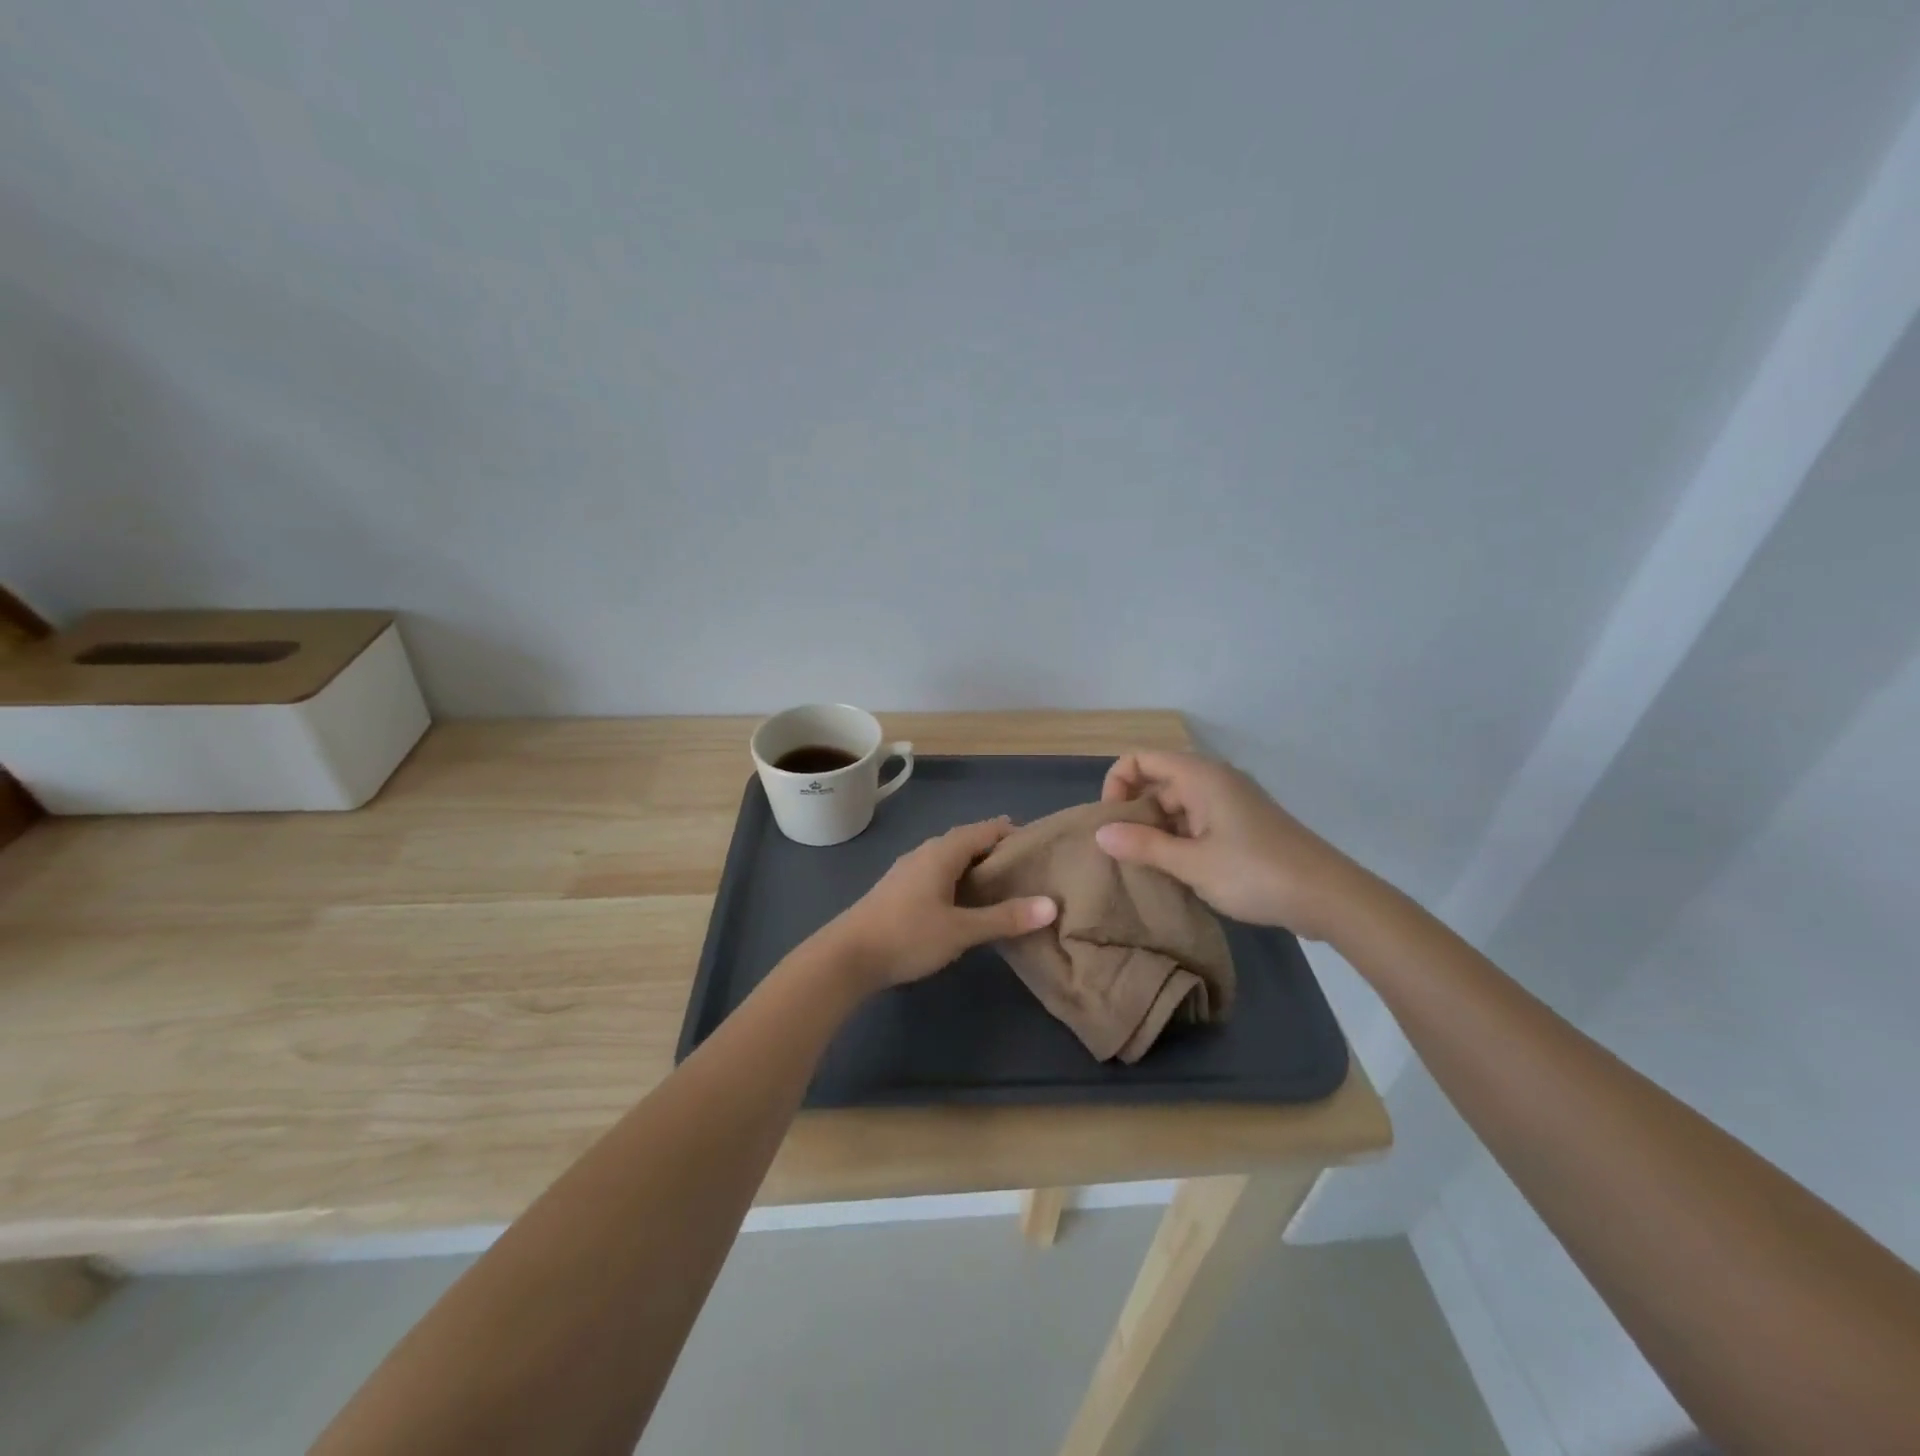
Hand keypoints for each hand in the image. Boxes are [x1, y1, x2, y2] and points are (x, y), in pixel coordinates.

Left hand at [816, 818, 1057, 990]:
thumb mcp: (961, 930)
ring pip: (951, 858)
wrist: (846, 956)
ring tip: (1003, 886)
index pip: (985, 829)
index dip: (1012, 833)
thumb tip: (1051, 905)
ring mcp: (908, 870)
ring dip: (976, 866)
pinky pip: (938, 872)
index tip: (1039, 848)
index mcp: (942, 852)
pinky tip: (966, 902)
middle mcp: (925, 852)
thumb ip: (1005, 918)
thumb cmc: (907, 936)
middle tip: (1027, 869)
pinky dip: (958, 879)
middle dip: (996, 850)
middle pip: (968, 841)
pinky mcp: (899, 889)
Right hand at [1095, 751, 1361, 939]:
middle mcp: (1213, 781)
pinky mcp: (1242, 827)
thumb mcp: (1192, 863)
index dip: (1117, 784)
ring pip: (1176, 807)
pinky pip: (1196, 823)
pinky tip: (1174, 873)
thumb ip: (1143, 846)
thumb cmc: (1255, 873)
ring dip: (1156, 832)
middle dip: (1134, 814)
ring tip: (1144, 869)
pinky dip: (1179, 841)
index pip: (1140, 759)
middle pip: (1157, 783)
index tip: (1112, 824)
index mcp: (1200, 776)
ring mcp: (1230, 804)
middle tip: (1122, 854)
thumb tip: (1100, 833)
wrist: (1329, 897)